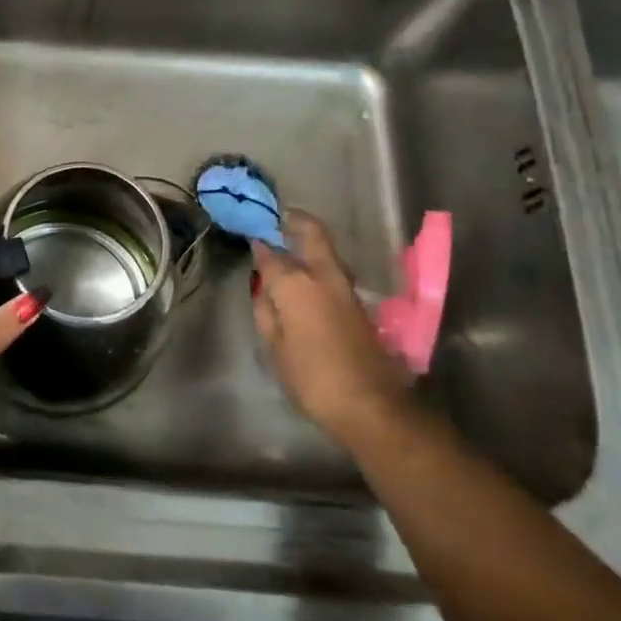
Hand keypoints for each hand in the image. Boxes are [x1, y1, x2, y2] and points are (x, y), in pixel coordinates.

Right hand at [251, 210, 409, 443]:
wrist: (371, 404)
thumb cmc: (312, 377)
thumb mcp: (275, 347)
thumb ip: (266, 311)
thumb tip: (264, 287)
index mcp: (296, 284)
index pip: (271, 254)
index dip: (259, 244)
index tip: (249, 236)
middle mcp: (324, 276)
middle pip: (312, 234)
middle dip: (296, 221)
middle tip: (280, 216)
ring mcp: (346, 288)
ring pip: (327, 251)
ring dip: (310, 242)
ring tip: (290, 244)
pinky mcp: (359, 304)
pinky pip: (334, 271)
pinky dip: (319, 264)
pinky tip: (306, 277)